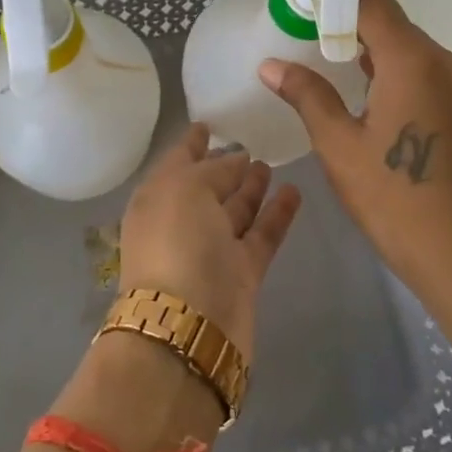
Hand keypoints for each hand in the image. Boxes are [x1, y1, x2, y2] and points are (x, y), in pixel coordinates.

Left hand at [116, 123, 301, 362]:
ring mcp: (211, 251)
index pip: (175, 162)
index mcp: (156, 199)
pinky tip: (294, 192)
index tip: (207, 124)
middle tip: (251, 145)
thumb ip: (214, 169)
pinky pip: (261, 235)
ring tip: (272, 163)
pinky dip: (276, 215)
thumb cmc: (177, 244)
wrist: (189, 327)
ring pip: (234, 212)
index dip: (190, 143)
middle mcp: (181, 223)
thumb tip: (236, 160)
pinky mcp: (241, 274)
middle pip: (207, 188)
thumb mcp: (186, 189)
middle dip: (225, 167)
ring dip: (251, 189)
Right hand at [259, 0, 451, 290]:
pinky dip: (400, 74)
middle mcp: (448, 63)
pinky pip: (430, 75)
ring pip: (414, 52)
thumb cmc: (390, 197)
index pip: (373, 3)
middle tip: (309, 29)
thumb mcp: (338, 144)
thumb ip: (307, 94)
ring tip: (334, 61)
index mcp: (414, 62)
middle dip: (352, 23)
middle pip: (395, 26)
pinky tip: (374, 96)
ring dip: (376, 51)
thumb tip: (270, 65)